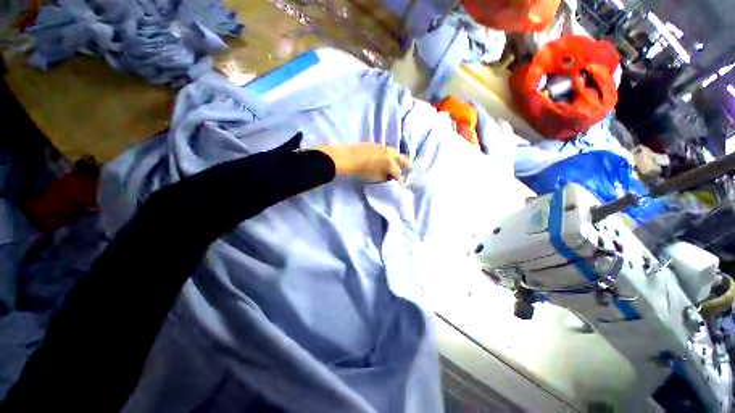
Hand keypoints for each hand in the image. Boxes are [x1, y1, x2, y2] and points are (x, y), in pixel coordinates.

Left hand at [315, 143, 412, 183]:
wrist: (345, 157)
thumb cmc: (361, 170)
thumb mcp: (375, 177)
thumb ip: (385, 177)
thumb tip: (392, 178)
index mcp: (389, 162)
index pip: (398, 172)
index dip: (401, 179)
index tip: (402, 184)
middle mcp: (388, 152)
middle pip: (401, 158)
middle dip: (406, 164)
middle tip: (410, 169)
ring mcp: (382, 147)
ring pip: (394, 153)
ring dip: (398, 159)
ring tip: (400, 164)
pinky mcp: (375, 145)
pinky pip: (387, 150)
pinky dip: (391, 155)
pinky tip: (388, 158)